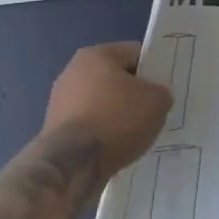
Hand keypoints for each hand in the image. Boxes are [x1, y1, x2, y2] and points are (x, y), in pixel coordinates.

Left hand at [42, 42, 172, 179]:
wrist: (72, 165)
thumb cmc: (116, 120)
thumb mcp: (156, 102)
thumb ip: (161, 92)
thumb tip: (156, 96)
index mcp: (97, 54)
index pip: (134, 53)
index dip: (153, 70)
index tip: (163, 90)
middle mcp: (73, 71)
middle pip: (115, 79)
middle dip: (133, 95)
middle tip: (152, 114)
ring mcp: (60, 100)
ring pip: (101, 103)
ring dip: (116, 116)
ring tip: (134, 137)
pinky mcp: (54, 128)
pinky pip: (89, 125)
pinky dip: (101, 134)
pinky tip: (114, 150)